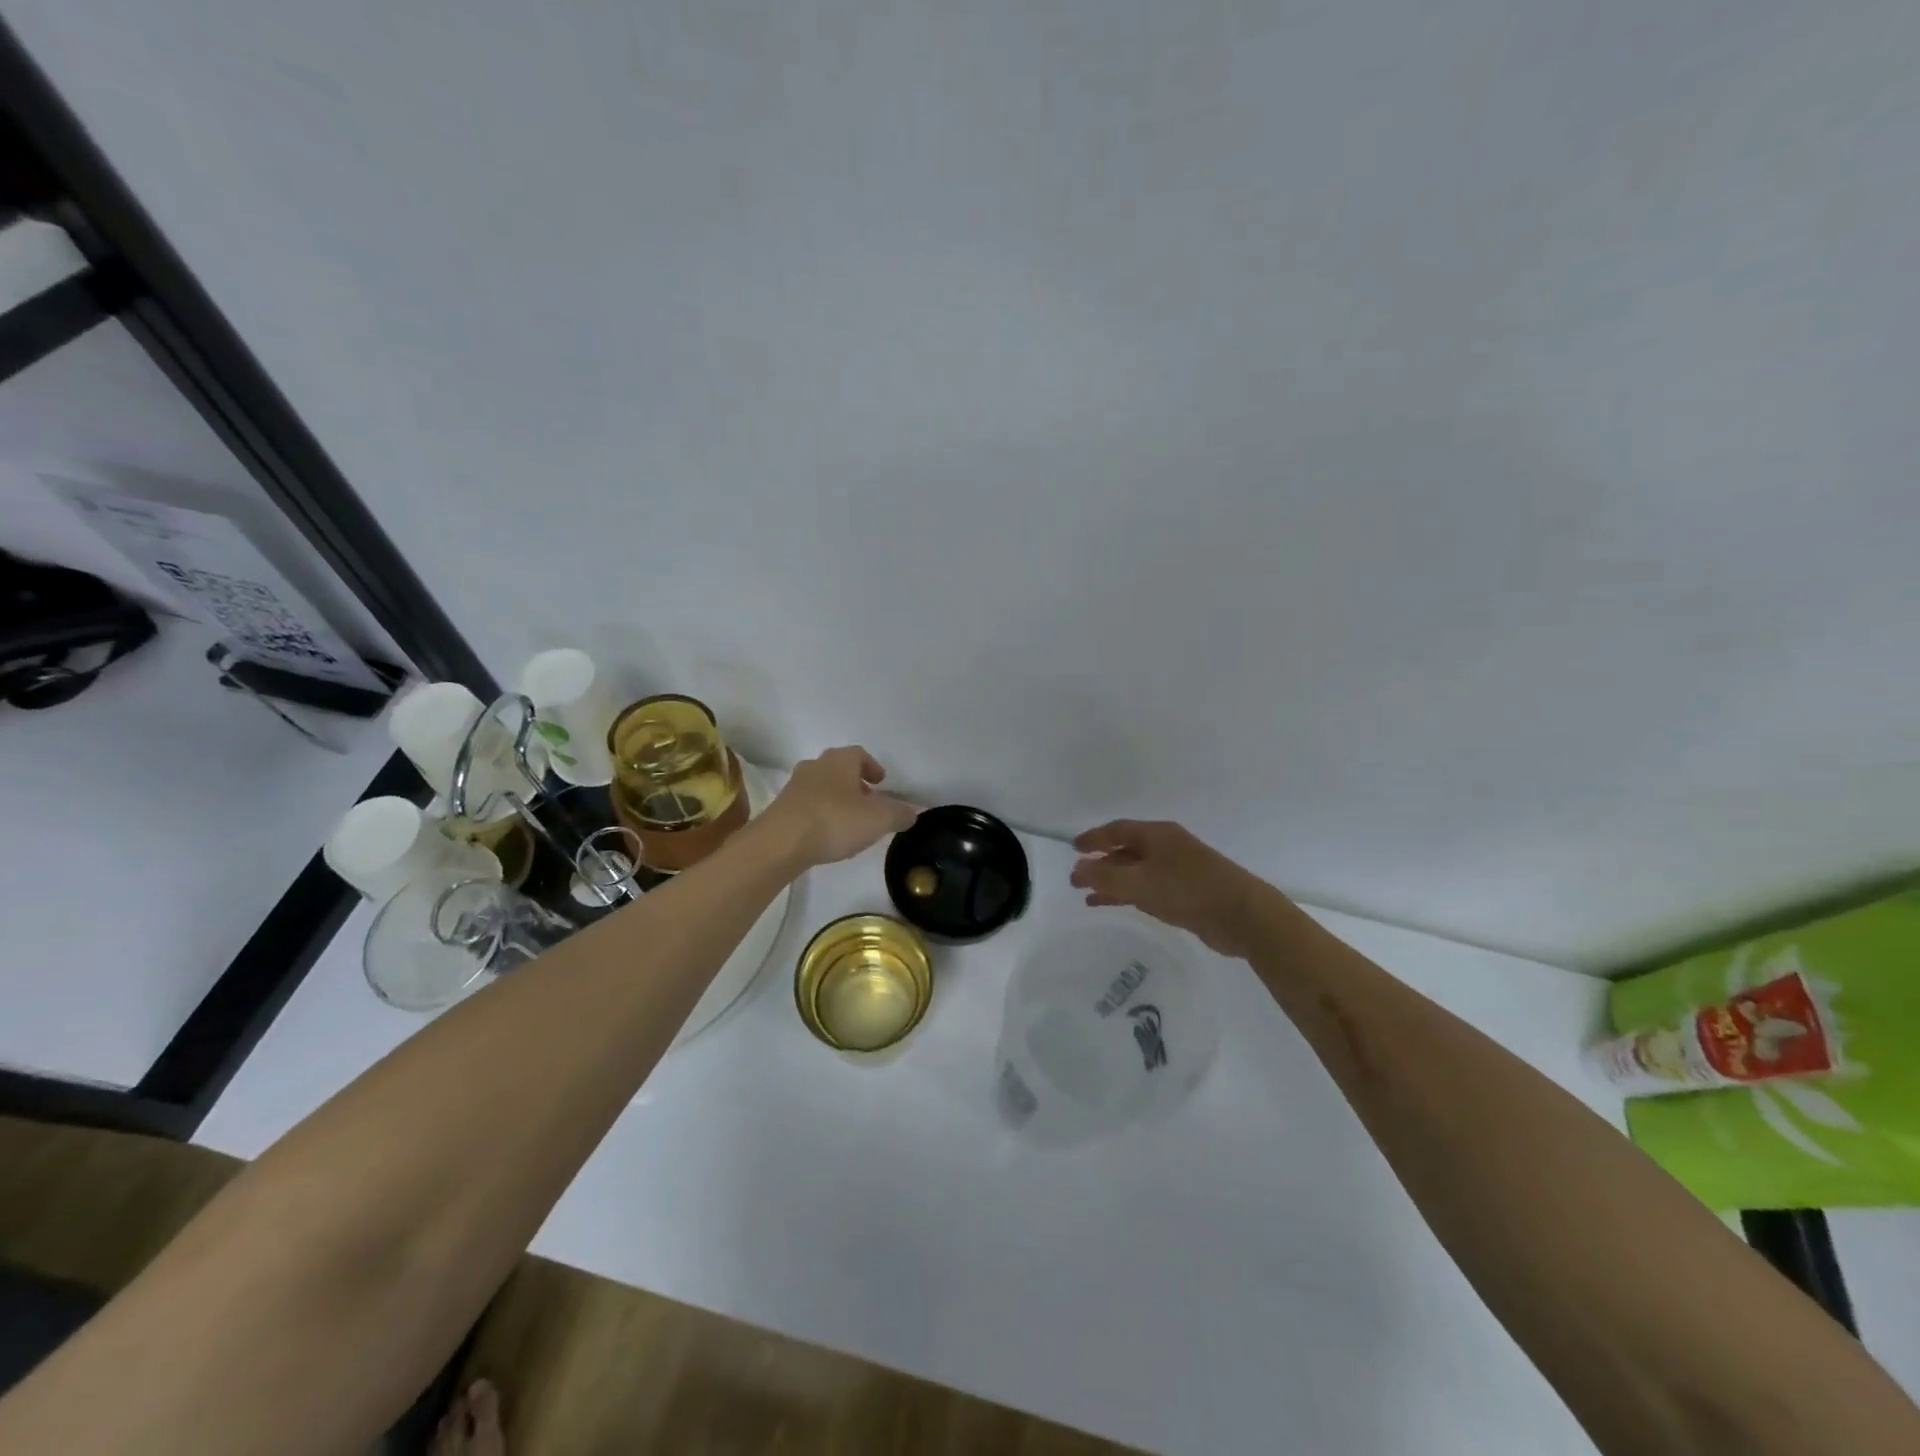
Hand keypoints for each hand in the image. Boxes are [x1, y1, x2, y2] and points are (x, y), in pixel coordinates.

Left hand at [758, 746, 917, 869]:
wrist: (780, 842)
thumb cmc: (835, 821)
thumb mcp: (879, 819)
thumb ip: (899, 814)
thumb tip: (911, 812)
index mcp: (840, 761)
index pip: (859, 754)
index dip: (872, 766)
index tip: (881, 782)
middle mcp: (815, 766)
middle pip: (838, 769)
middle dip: (854, 783)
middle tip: (867, 801)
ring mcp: (794, 787)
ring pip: (821, 787)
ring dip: (835, 799)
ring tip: (848, 821)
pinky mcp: (780, 809)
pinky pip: (806, 806)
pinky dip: (819, 814)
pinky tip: (826, 834)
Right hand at [1070, 820, 1273, 959]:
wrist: (1243, 916)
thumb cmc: (1189, 891)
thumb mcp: (1140, 883)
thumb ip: (1105, 877)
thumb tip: (1077, 869)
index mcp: (1158, 834)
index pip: (1118, 830)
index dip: (1094, 838)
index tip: (1073, 849)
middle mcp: (1167, 847)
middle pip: (1126, 850)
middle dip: (1100, 863)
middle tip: (1075, 878)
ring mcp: (1177, 871)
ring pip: (1135, 872)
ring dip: (1111, 881)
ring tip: (1086, 896)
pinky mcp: (1185, 894)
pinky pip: (1147, 889)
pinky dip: (1127, 895)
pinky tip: (1112, 905)